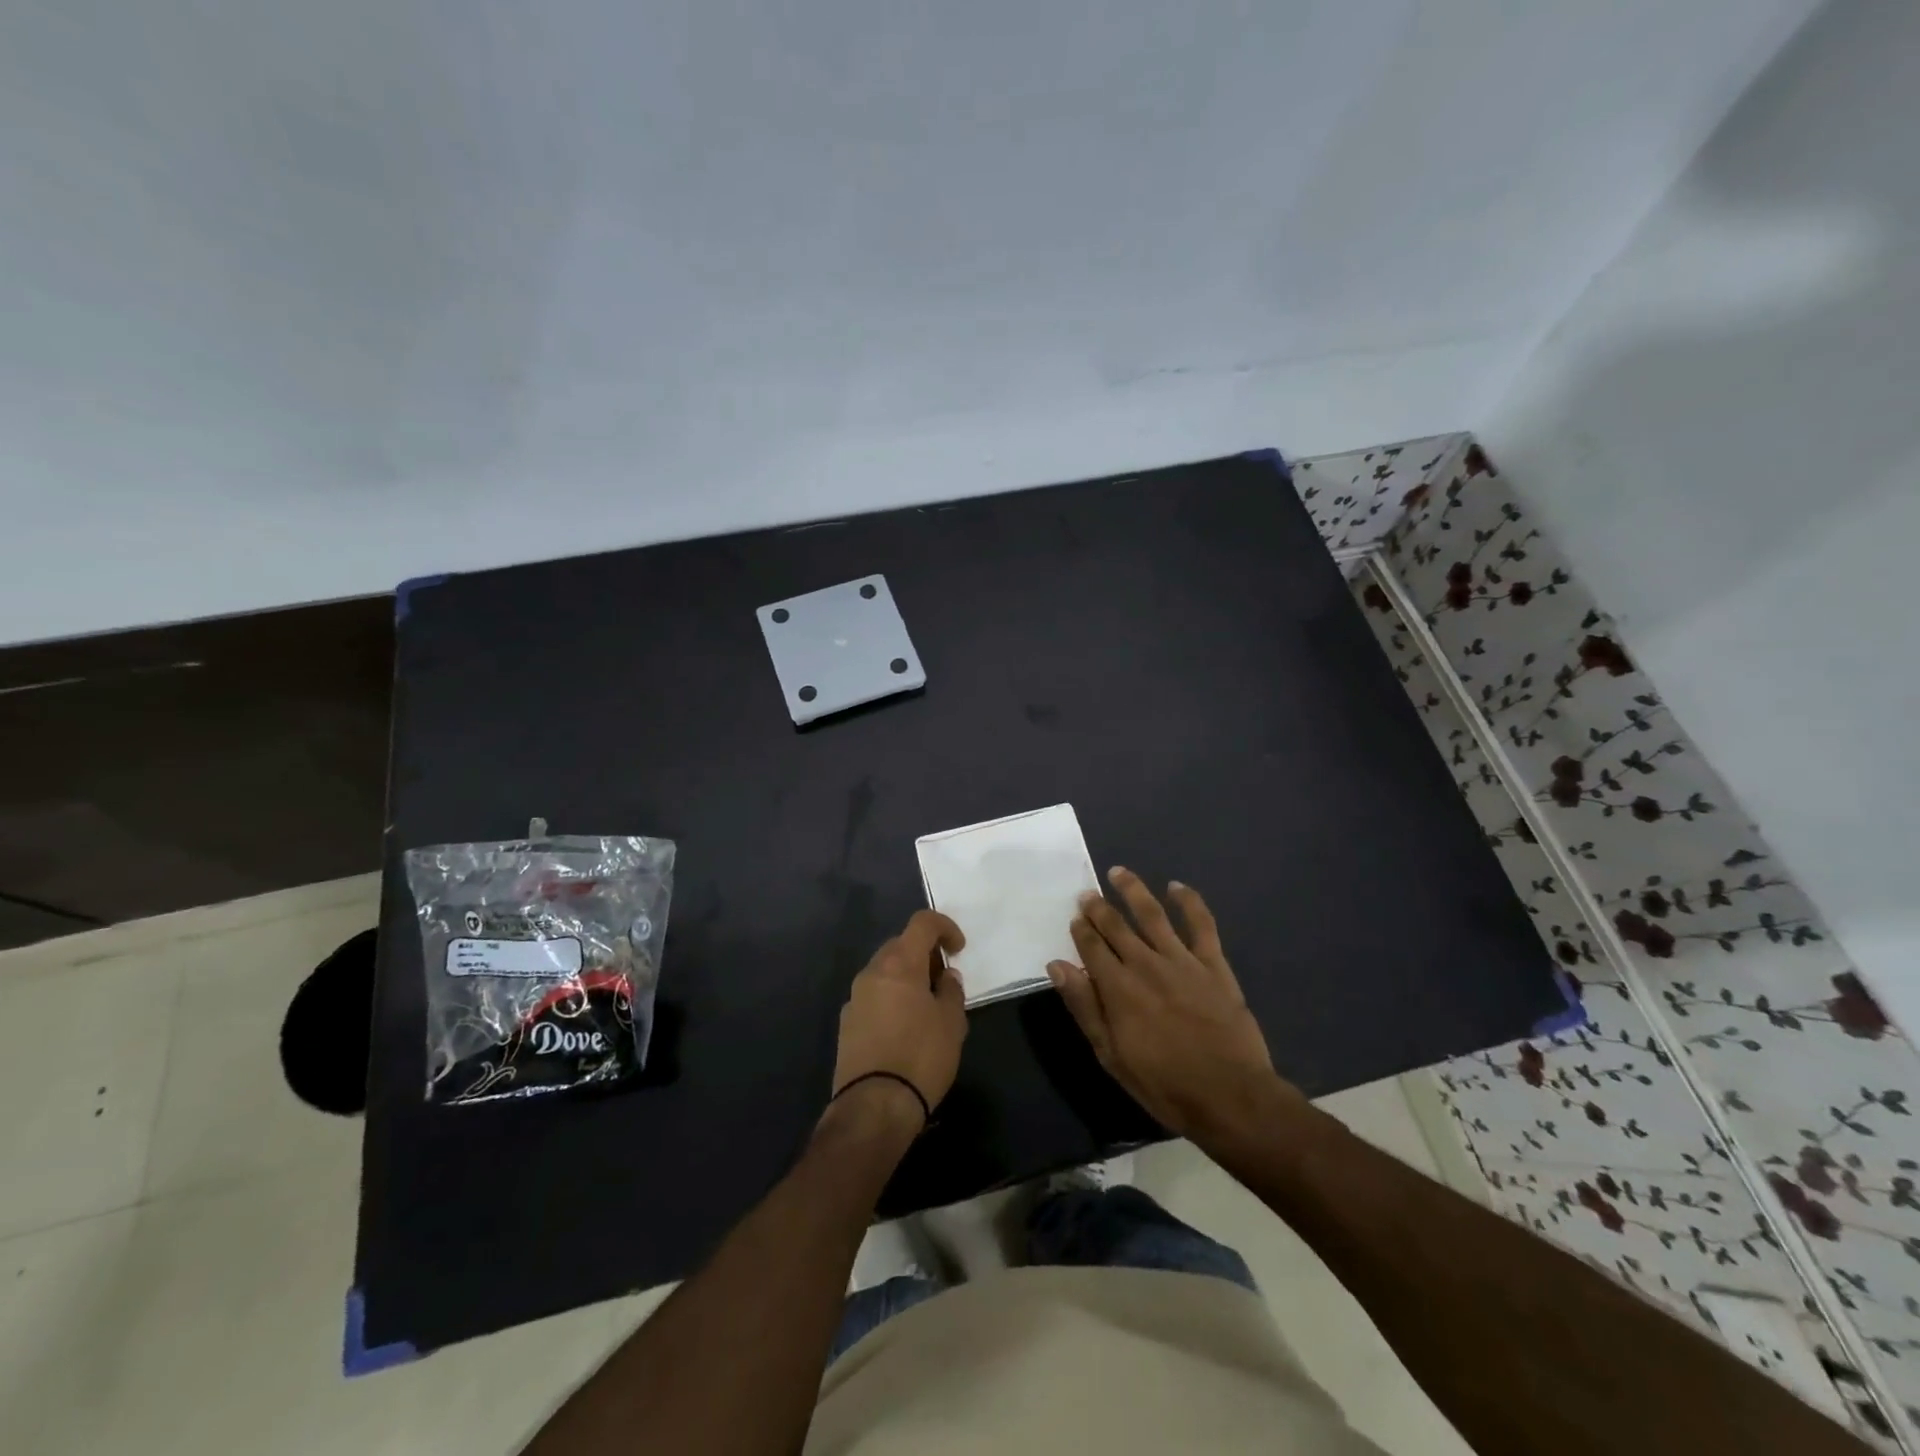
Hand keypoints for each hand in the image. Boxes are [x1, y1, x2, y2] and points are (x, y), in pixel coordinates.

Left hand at [830, 910, 968, 1126]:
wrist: (874, 1106)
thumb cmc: (921, 1057)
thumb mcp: (952, 1022)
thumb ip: (951, 990)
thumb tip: (945, 976)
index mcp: (900, 963)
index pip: (921, 923)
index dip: (944, 927)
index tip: (958, 949)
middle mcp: (872, 972)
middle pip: (900, 945)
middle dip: (924, 954)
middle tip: (943, 980)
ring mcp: (855, 997)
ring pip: (884, 971)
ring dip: (906, 977)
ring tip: (926, 1006)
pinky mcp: (846, 1023)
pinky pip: (873, 996)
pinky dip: (891, 998)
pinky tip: (904, 1028)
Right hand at [1048, 868, 1296, 1141]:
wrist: (1230, 1096)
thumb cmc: (1164, 1084)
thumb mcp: (1112, 1055)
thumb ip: (1084, 1006)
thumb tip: (1057, 965)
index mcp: (1118, 988)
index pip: (1092, 947)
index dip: (1081, 930)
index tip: (1075, 919)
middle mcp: (1145, 964)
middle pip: (1116, 926)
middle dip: (1099, 908)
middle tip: (1087, 894)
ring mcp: (1182, 960)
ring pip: (1152, 914)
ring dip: (1133, 890)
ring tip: (1119, 872)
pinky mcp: (1213, 965)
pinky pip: (1201, 925)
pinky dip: (1189, 902)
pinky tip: (1176, 887)